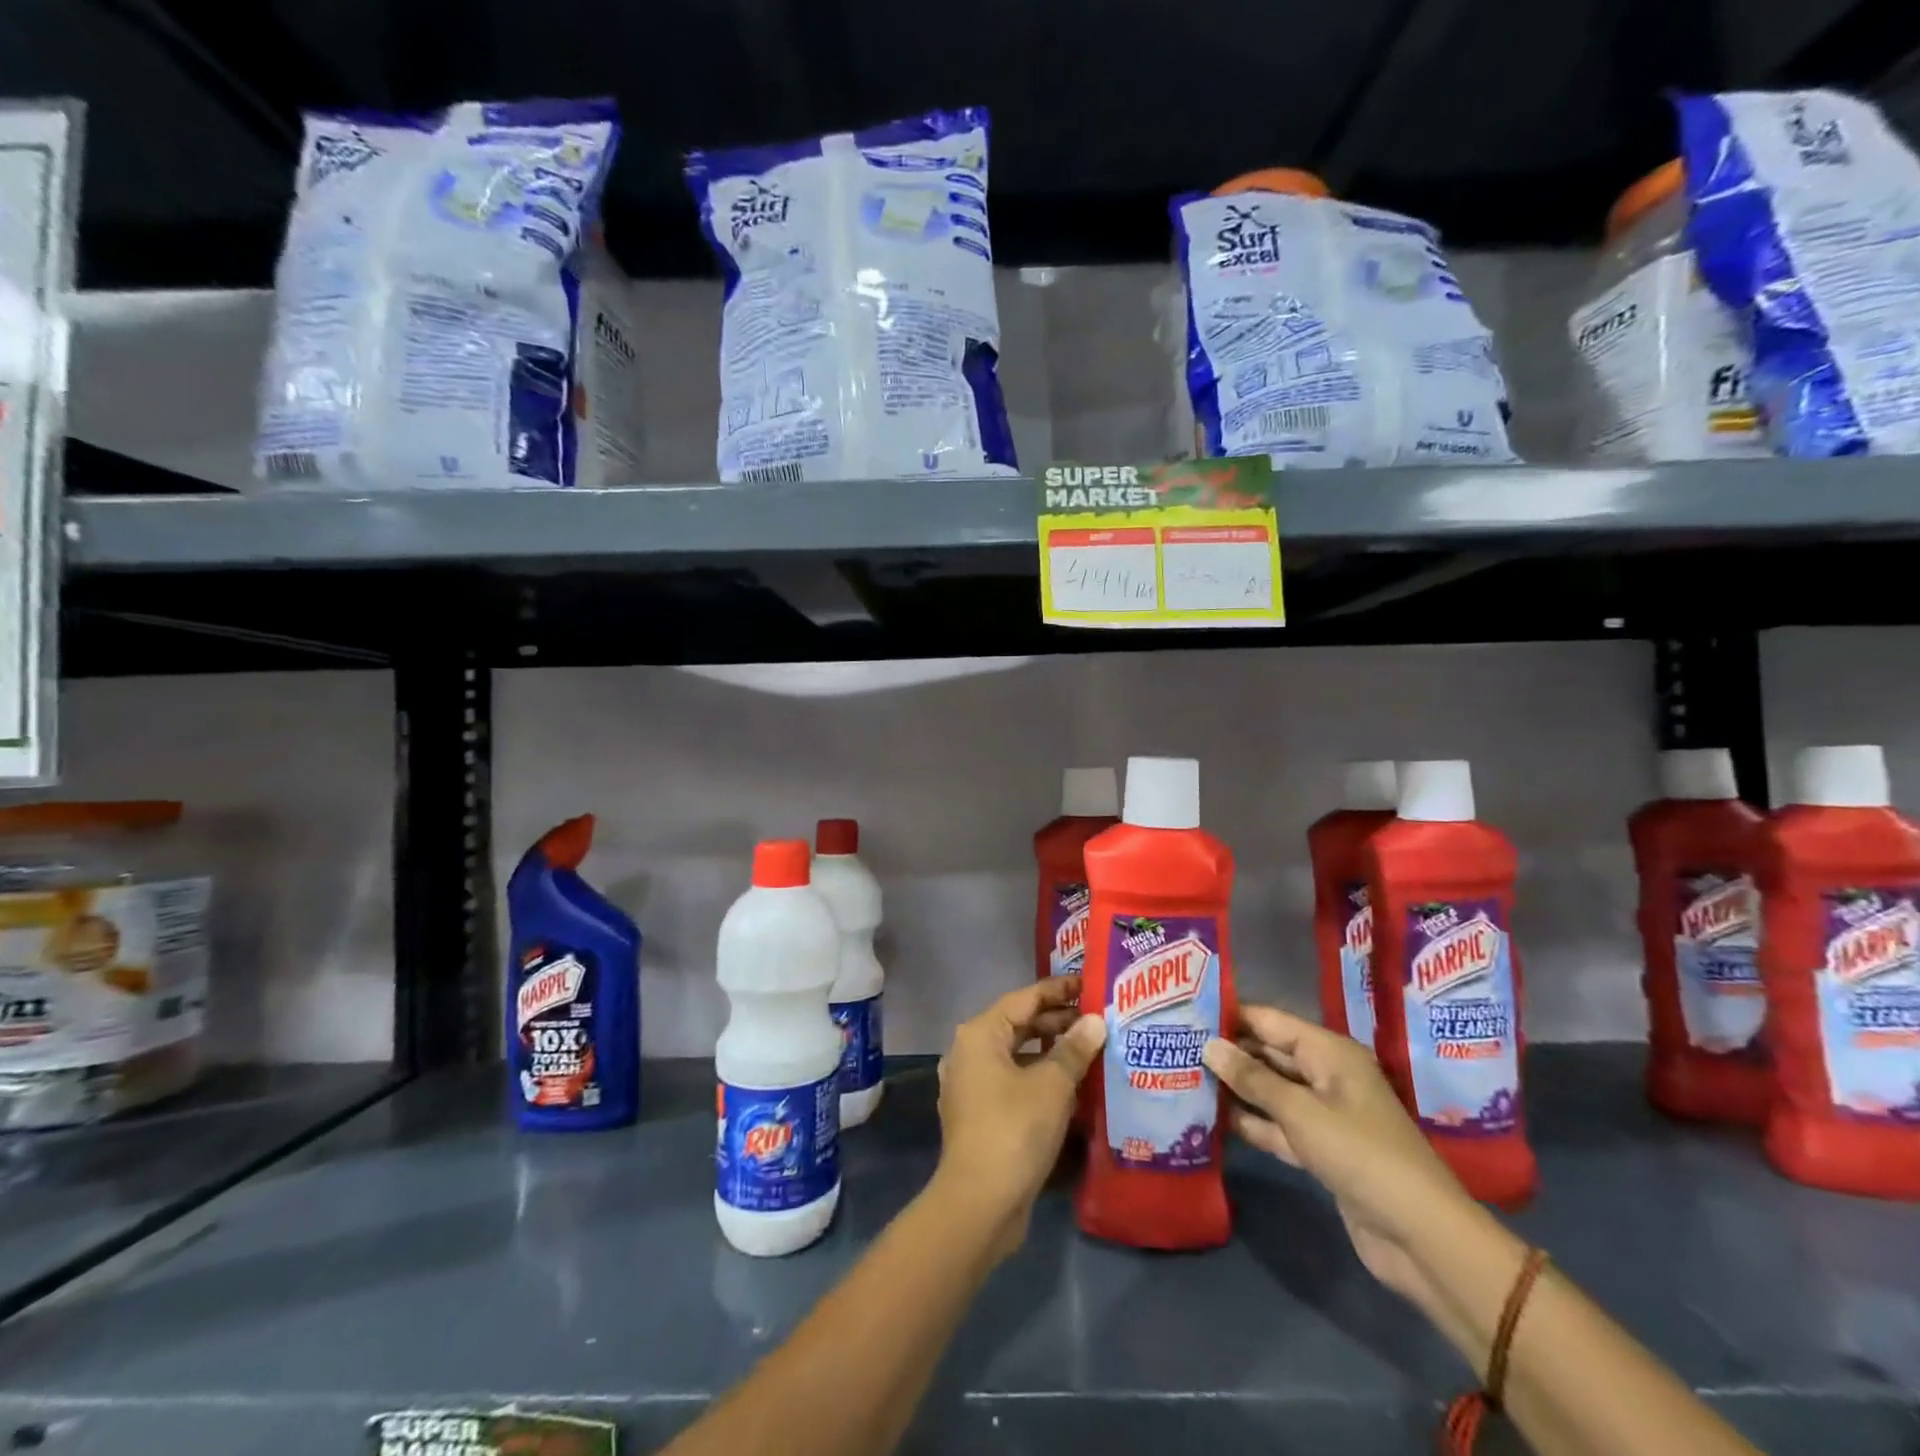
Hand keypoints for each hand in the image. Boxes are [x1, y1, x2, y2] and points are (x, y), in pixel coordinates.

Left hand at [934, 977, 1105, 1259]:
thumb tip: (1095, 1021)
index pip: (1025, 998)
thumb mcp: (1053, 1085)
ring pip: (1016, 1055)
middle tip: (1097, 1020)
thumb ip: (1074, 1049)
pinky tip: (1070, 1087)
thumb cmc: (1015, 1129)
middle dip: (1057, 1022)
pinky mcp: (979, 1114)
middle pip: (1019, 1025)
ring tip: (1090, 1050)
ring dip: (1050, 1052)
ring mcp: (971, 1085)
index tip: (1090, 985)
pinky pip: (1012, 1081)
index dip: (1059, 990)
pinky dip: (1039, 1077)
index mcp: (980, 1034)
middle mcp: (969, 1052)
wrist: (979, 1203)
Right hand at [1203, 1004, 1476, 1304]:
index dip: (1230, 1015)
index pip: (1269, 1021)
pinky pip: (1279, 1126)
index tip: (1186, 1012)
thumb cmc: (1360, 1154)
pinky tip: (1214, 1120)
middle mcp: (1326, 1075)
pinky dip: (1253, 1123)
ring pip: (1271, 1091)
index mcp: (1329, 1052)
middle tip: (1176, 1046)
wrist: (1420, 1236)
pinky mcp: (1321, 1150)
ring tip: (1185, 1077)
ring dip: (1236, 1089)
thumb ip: (1252, 1078)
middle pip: (1269, 1054)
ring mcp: (1324, 1114)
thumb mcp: (1300, 1111)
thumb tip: (1209, 1045)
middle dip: (1228, 1052)